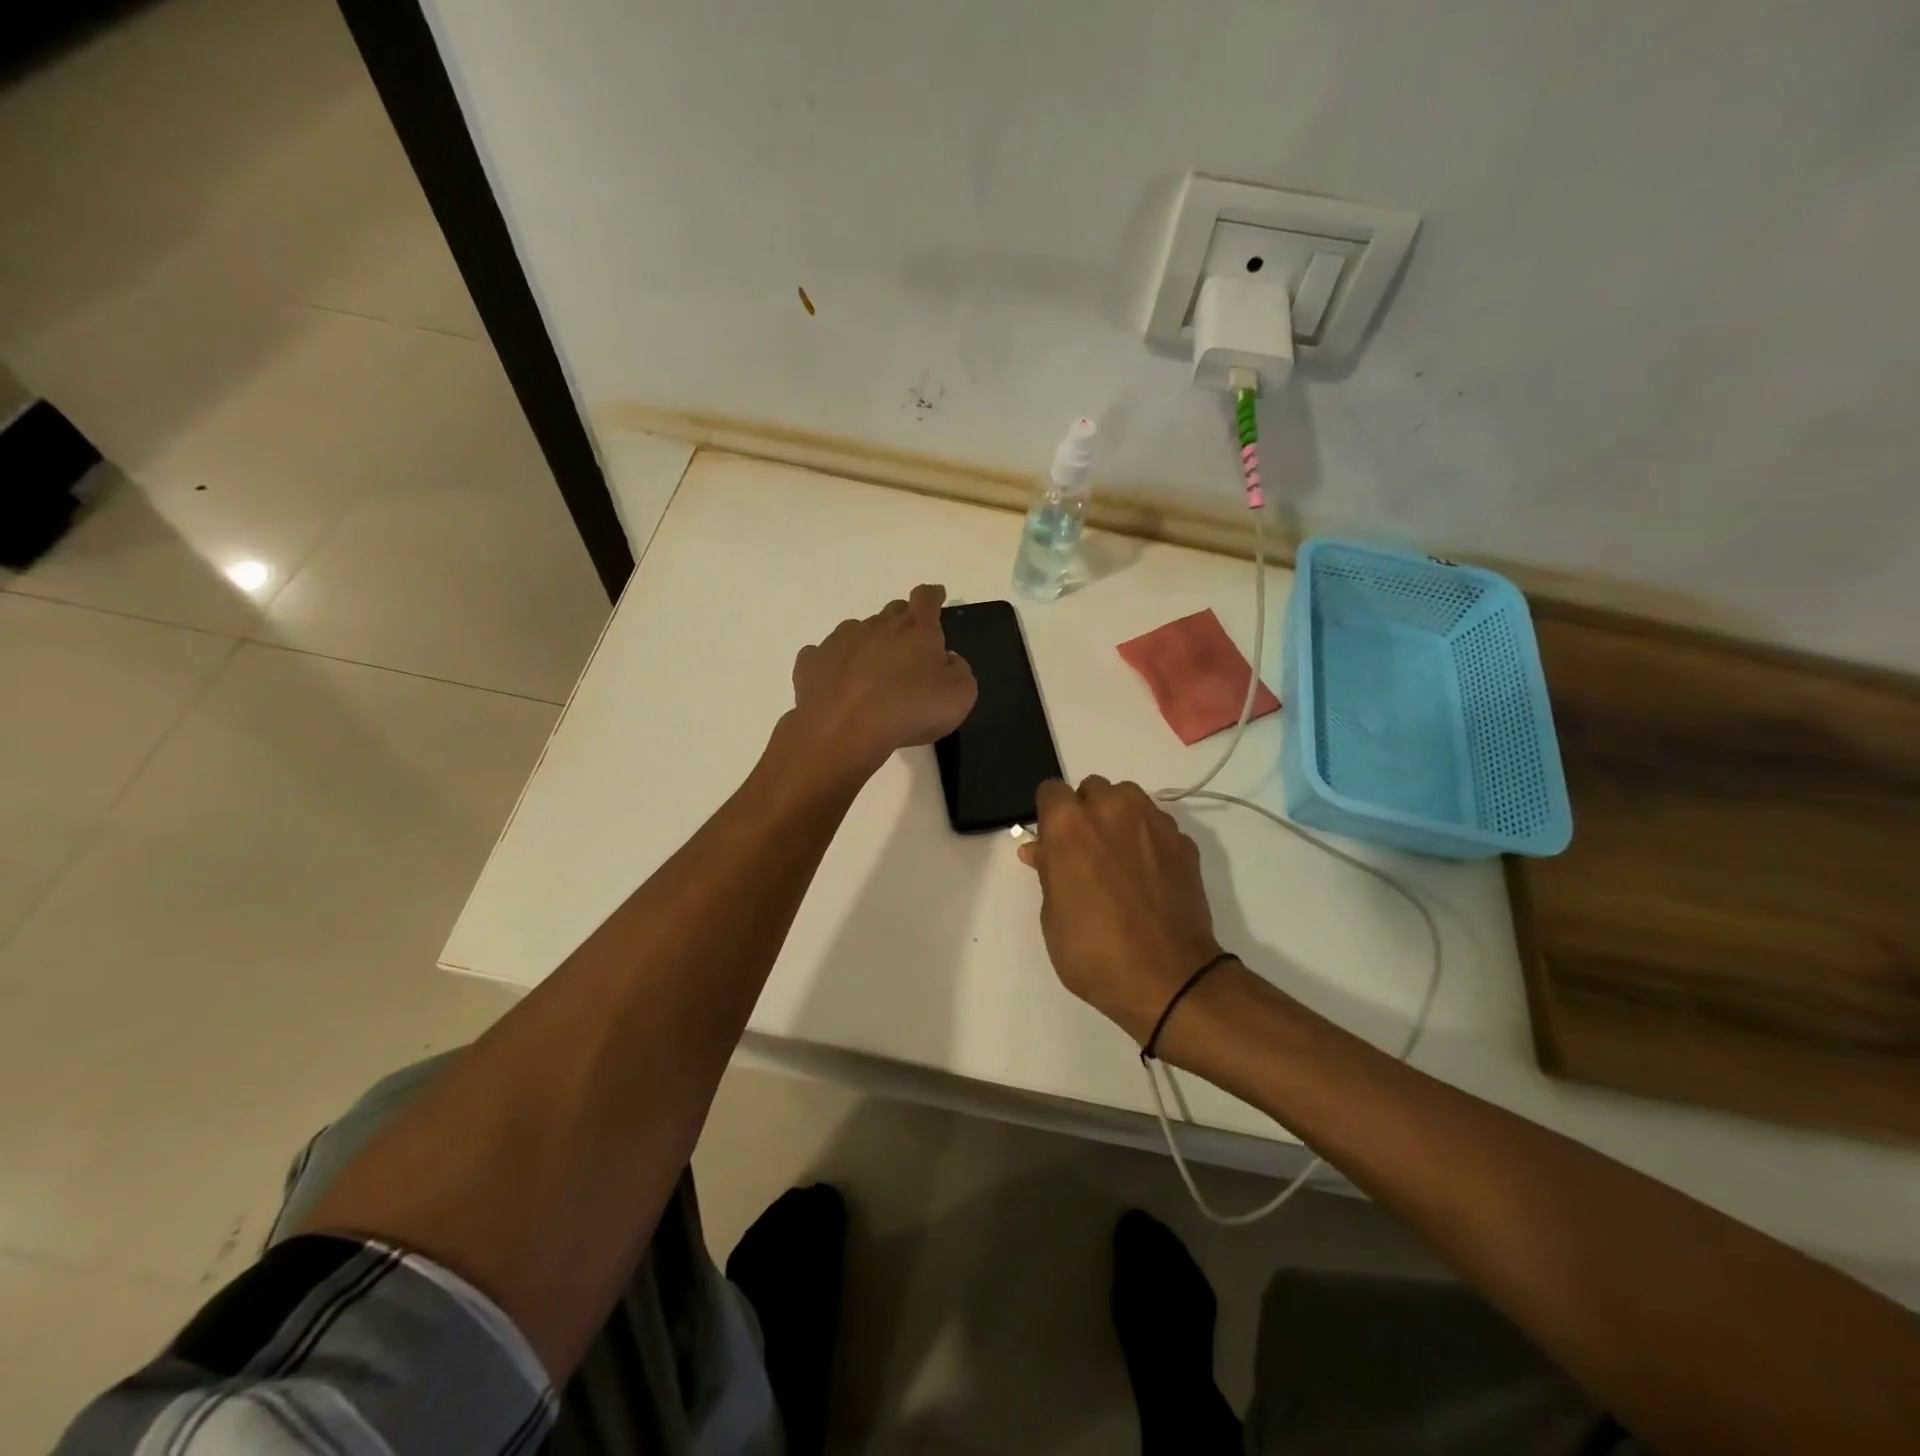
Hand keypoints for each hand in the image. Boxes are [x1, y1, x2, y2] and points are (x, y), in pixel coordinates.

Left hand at [790, 584, 976, 775]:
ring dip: (867, 643)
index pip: (926, 599)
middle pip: (892, 612)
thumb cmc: (909, 710)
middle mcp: (877, 626)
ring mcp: (840, 641)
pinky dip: (833, 664)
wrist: (844, 729)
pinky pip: (824, 655)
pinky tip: (836, 683)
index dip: (932, 596)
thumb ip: (960, 672)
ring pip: (857, 630)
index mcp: (917, 630)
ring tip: (870, 670)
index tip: (935, 595)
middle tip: (907, 644)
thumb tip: (948, 660)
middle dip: (901, 621)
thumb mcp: (959, 697)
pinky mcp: (812, 661)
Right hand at [1020, 776, 1227, 1049]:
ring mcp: (1153, 822)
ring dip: (1118, 817)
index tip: (1051, 843)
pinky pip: (1157, 825)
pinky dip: (1148, 838)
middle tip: (1085, 853)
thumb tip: (1041, 849)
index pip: (1050, 791)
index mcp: (1070, 824)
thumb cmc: (1094, 951)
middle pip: (1092, 789)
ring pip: (1128, 798)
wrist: (1168, 979)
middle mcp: (1112, 809)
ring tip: (1119, 857)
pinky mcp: (1183, 841)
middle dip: (1085, 812)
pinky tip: (1148, 874)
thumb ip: (1048, 871)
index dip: (1048, 815)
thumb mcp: (1052, 916)